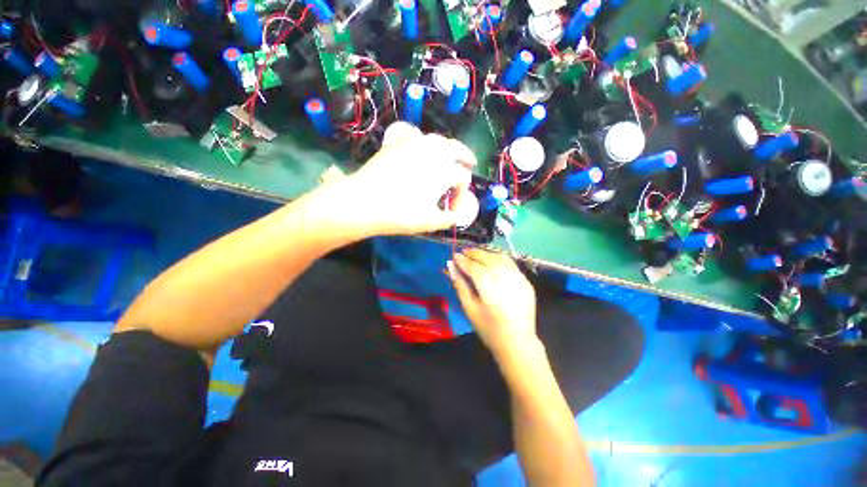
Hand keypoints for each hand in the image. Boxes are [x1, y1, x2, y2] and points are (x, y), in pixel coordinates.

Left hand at [337, 123, 477, 235]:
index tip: (453, 209)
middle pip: (457, 148)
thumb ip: (449, 219)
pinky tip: (423, 148)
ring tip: (449, 156)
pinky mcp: (397, 143)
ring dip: (448, 147)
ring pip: (438, 140)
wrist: (365, 201)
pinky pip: (417, 136)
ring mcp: (414, 144)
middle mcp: (433, 152)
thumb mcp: (430, 222)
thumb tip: (456, 216)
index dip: (462, 194)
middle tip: (470, 163)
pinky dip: (425, 141)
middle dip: (465, 157)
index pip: (463, 179)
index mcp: (445, 171)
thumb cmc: (401, 213)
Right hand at [447, 249, 537, 355]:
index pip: (474, 267)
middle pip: (487, 258)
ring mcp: (518, 279)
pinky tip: (492, 261)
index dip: (463, 260)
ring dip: (487, 253)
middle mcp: (505, 278)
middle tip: (464, 252)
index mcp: (489, 287)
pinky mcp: (526, 281)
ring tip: (476, 254)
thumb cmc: (489, 329)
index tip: (455, 256)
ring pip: (500, 258)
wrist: (517, 342)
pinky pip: (511, 264)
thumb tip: (451, 267)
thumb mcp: (469, 309)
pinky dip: (499, 259)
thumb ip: (460, 286)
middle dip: (474, 253)